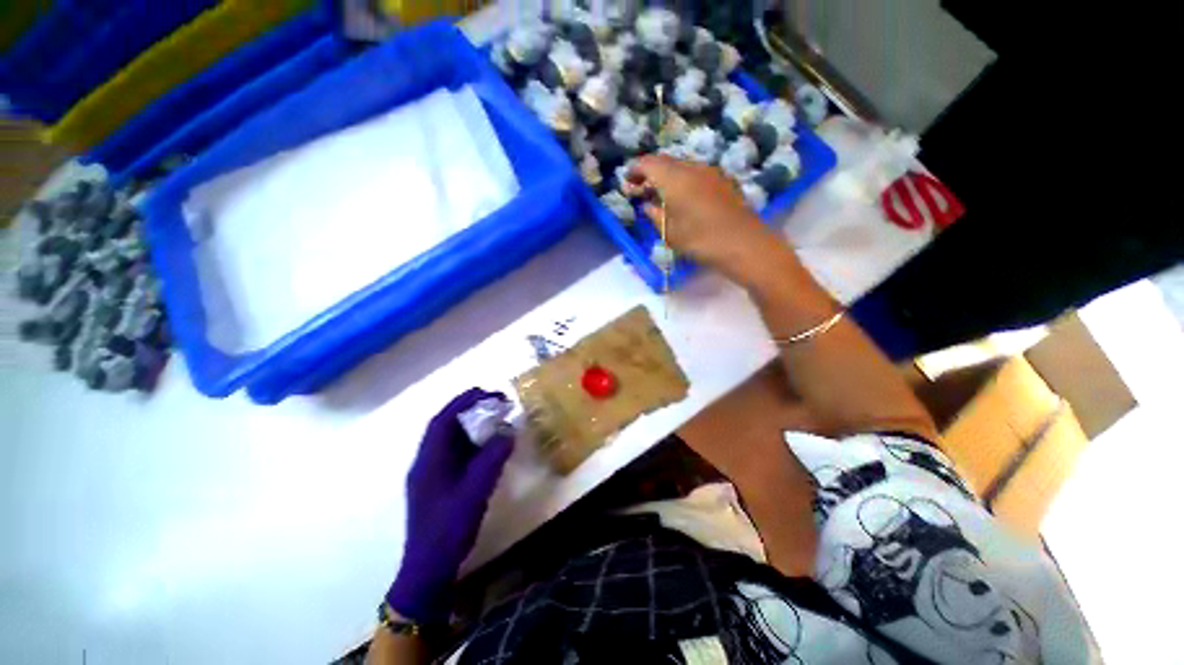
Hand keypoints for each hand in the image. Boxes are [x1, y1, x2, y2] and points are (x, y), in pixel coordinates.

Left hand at [386, 388, 514, 622]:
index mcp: (428, 460)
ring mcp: (426, 479)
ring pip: (446, 447)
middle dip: (468, 414)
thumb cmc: (449, 528)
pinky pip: (449, 462)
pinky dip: (467, 454)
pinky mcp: (433, 493)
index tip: (489, 392)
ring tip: (494, 429)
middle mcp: (423, 464)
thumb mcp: (474, 494)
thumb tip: (506, 432)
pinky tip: (484, 461)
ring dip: (468, 434)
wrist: (428, 564)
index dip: (464, 401)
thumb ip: (490, 462)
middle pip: (443, 430)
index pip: (443, 419)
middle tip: (496, 409)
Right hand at [626, 155, 775, 278]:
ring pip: (682, 166)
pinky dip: (686, 180)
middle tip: (644, 189)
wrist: (746, 244)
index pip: (646, 163)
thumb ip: (654, 214)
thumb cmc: (702, 239)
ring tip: (665, 195)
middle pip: (665, 161)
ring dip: (670, 175)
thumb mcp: (669, 232)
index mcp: (672, 176)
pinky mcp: (724, 181)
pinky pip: (697, 173)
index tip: (628, 184)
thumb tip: (648, 204)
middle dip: (651, 172)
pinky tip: (688, 198)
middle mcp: (690, 167)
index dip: (634, 171)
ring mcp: (710, 172)